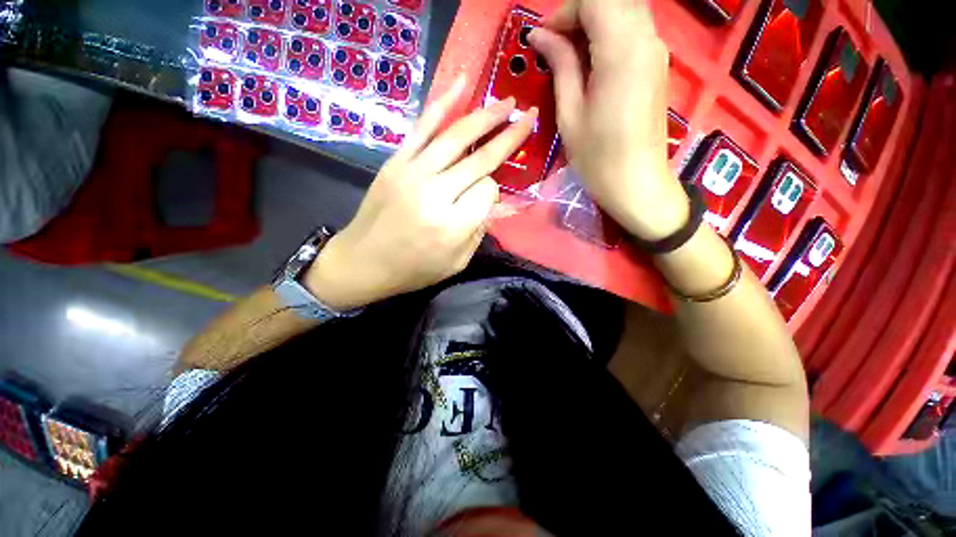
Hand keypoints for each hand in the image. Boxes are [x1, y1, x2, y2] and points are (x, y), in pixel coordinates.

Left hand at [304, 76, 538, 310]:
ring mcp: (412, 173)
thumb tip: (493, 199)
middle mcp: (435, 194)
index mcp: (452, 225)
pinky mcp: (396, 162)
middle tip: (528, 117)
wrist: (363, 262)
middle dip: (508, 137)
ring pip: (456, 137)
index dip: (494, 191)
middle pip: (479, 159)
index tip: (489, 197)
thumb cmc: (413, 269)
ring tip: (506, 103)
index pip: (488, 191)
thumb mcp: (456, 262)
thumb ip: (479, 230)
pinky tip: (461, 84)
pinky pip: (422, 128)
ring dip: (485, 116)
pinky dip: (442, 104)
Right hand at [530, 0, 689, 241]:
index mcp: (622, 51)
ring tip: (570, 58)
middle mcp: (647, 40)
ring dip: (593, 24)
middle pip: (613, 0)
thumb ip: (561, 66)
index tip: (543, 40)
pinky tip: (590, 65)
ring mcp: (656, 51)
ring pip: (624, 11)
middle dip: (579, 14)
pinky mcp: (657, 65)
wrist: (636, 184)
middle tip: (555, 47)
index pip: (596, 0)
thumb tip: (541, 36)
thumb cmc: (598, 158)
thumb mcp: (570, 114)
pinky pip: (632, 31)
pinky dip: (608, 36)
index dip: (564, 12)